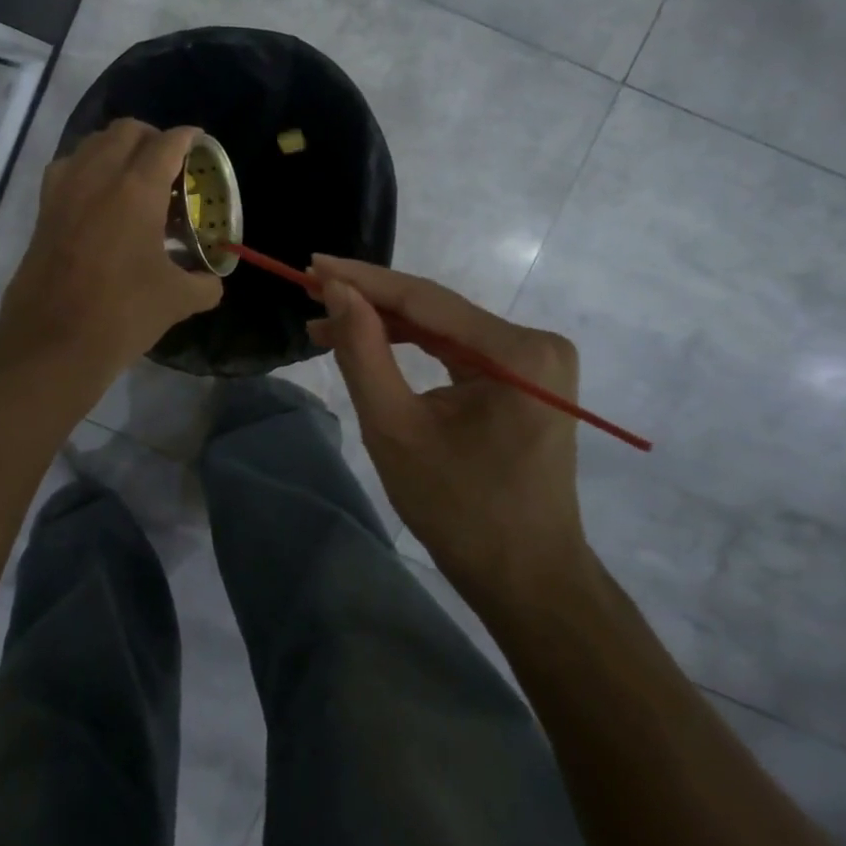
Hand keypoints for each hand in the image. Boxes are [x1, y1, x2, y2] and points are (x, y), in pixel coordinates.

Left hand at [0, 120, 222, 377]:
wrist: (52, 342)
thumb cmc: (121, 314)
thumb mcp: (176, 300)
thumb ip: (203, 284)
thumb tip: (212, 282)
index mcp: (137, 189)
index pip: (167, 143)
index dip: (188, 138)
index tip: (200, 143)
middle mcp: (98, 176)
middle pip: (126, 130)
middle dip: (152, 137)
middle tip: (169, 163)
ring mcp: (65, 189)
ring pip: (92, 142)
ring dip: (117, 147)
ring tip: (134, 176)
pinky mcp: (44, 208)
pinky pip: (68, 167)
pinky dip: (87, 167)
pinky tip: (98, 196)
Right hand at [308, 255, 588, 605]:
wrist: (527, 580)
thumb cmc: (460, 512)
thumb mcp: (395, 428)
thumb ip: (363, 351)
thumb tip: (336, 290)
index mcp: (519, 351)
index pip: (426, 299)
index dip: (362, 280)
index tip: (311, 265)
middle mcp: (536, 343)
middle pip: (435, 310)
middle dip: (370, 304)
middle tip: (310, 295)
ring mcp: (535, 360)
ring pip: (442, 328)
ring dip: (386, 326)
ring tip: (325, 326)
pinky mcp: (525, 378)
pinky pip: (457, 350)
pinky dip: (412, 347)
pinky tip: (371, 344)